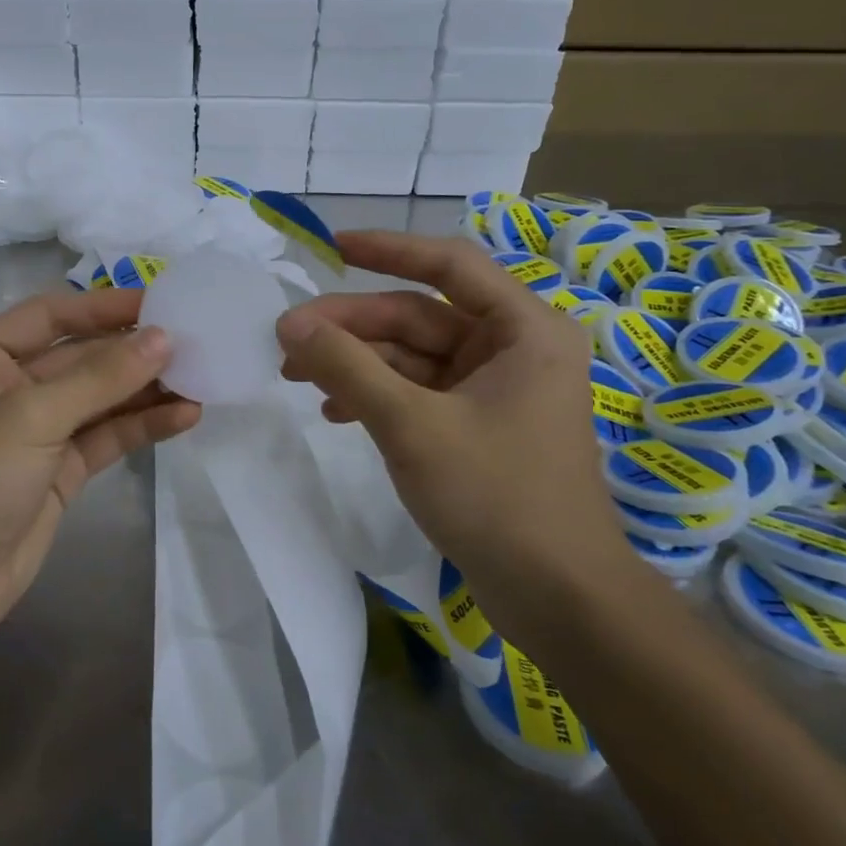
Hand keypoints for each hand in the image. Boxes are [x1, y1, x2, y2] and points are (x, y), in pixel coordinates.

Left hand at [0, 287, 199, 653]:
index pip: (49, 316)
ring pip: (99, 399)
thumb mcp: (32, 415)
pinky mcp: (59, 471)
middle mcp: (6, 387)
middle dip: (132, 352)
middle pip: (80, 357)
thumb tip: (164, 338)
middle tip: (193, 341)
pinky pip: (106, 437)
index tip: (160, 301)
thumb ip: (101, 376)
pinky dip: (142, 426)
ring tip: (201, 378)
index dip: (103, 307)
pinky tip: (184, 416)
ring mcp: (35, 432)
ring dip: (145, 390)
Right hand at [275, 230, 631, 604]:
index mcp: (523, 329)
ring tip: (297, 378)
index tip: (330, 247)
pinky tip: (335, 412)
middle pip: (419, 316)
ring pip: (413, 357)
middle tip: (287, 339)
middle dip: (352, 327)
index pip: (449, 265)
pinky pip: (420, 392)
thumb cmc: (495, 497)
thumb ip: (347, 368)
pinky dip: (377, 396)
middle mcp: (514, 348)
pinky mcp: (480, 425)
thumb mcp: (410, 425)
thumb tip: (289, 324)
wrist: (558, 598)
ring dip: (357, 364)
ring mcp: (497, 389)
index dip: (388, 249)